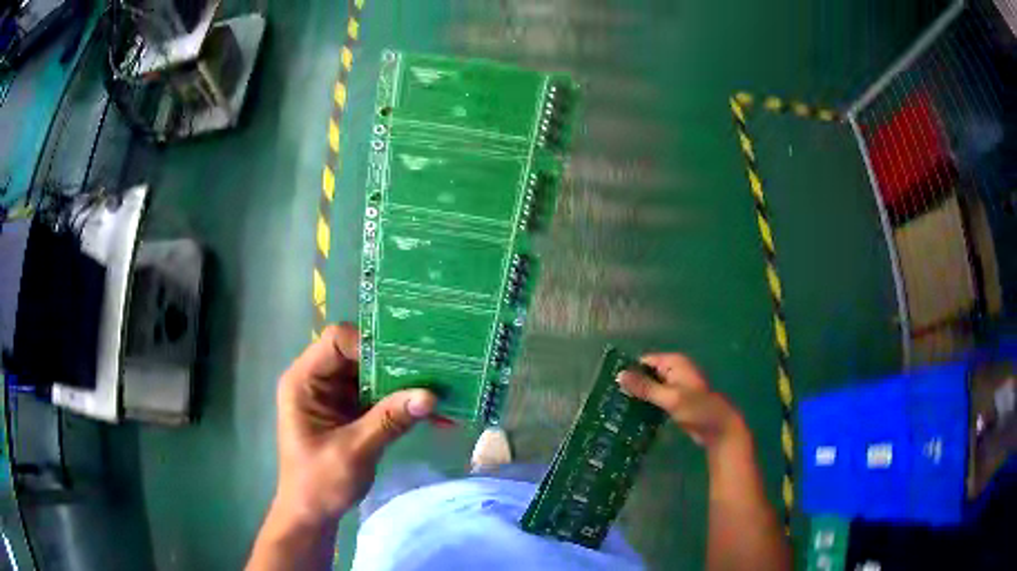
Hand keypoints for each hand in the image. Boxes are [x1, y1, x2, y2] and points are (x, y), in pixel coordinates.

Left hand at [273, 324, 436, 524]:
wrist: (312, 515)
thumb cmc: (319, 483)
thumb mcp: (354, 451)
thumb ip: (389, 421)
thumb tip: (431, 396)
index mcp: (304, 381)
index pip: (336, 341)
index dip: (369, 344)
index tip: (406, 360)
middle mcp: (319, 380)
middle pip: (359, 354)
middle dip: (395, 362)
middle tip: (435, 368)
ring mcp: (336, 395)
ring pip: (373, 374)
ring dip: (404, 382)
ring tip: (441, 386)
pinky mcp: (351, 411)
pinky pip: (379, 396)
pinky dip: (402, 403)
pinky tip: (430, 412)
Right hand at [616, 353, 746, 450]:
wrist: (718, 428)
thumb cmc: (697, 409)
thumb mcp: (670, 398)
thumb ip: (645, 387)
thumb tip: (619, 375)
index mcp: (674, 363)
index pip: (644, 361)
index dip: (629, 371)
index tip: (610, 384)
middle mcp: (674, 371)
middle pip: (647, 374)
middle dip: (632, 385)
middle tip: (609, 398)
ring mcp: (675, 386)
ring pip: (650, 388)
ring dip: (638, 396)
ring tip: (615, 408)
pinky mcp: (675, 401)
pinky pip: (656, 399)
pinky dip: (646, 405)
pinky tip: (631, 415)